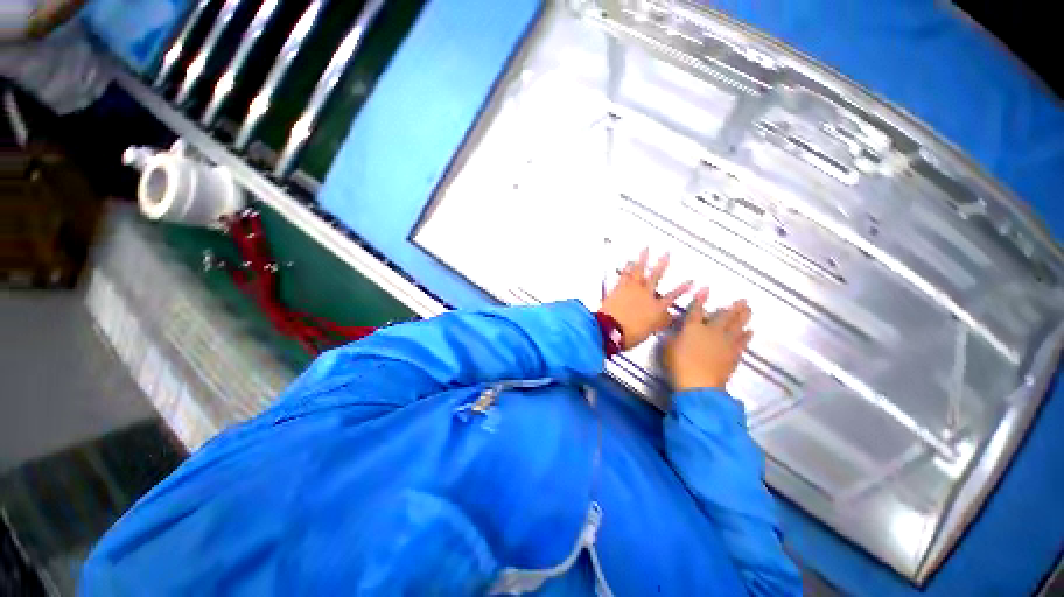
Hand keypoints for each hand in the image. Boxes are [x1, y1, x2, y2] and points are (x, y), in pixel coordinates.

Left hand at [600, 249, 691, 350]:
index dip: (682, 289)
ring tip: (645, 249)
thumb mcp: (649, 331)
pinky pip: (623, 275)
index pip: (672, 296)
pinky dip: (625, 268)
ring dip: (642, 259)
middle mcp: (645, 295)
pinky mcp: (618, 288)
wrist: (610, 330)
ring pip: (638, 271)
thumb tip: (667, 318)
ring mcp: (630, 289)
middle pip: (655, 276)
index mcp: (655, 307)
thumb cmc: (629, 335)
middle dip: (662, 264)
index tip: (690, 281)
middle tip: (666, 253)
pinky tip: (627, 261)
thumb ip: (659, 322)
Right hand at [665, 288, 751, 390]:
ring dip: (744, 317)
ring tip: (749, 309)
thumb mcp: (668, 348)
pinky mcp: (733, 355)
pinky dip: (746, 336)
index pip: (696, 310)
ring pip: (737, 327)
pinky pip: (742, 342)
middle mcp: (711, 332)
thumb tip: (677, 330)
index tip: (706, 288)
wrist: (699, 384)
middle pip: (724, 316)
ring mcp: (725, 343)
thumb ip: (673, 336)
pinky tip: (750, 331)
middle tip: (743, 300)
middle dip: (733, 307)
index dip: (700, 299)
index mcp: (692, 328)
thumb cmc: (678, 364)